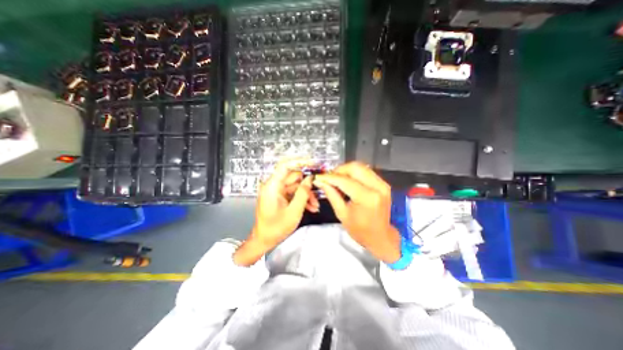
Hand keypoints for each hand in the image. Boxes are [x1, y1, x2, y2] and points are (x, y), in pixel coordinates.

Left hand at [235, 158, 320, 264]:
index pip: (285, 166)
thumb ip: (303, 193)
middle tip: (320, 190)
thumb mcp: (293, 212)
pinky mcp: (280, 196)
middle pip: (294, 177)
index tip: (313, 163)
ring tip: (315, 206)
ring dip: (307, 194)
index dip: (299, 161)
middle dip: (307, 185)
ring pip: (296, 186)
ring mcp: (277, 191)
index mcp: (272, 186)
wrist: (264, 240)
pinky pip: (293, 193)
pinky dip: (302, 198)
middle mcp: (274, 185)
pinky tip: (311, 208)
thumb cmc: (276, 228)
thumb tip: (310, 179)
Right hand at [317, 161, 398, 261]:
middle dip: (339, 170)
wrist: (380, 237)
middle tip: (329, 178)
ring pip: (361, 167)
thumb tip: (320, 182)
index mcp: (367, 198)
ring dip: (346, 171)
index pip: (344, 180)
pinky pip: (366, 172)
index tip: (319, 177)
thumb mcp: (342, 213)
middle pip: (354, 167)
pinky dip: (354, 174)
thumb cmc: (360, 230)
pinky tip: (347, 181)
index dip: (329, 177)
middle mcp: (377, 187)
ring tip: (337, 180)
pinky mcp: (383, 184)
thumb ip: (331, 194)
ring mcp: (382, 184)